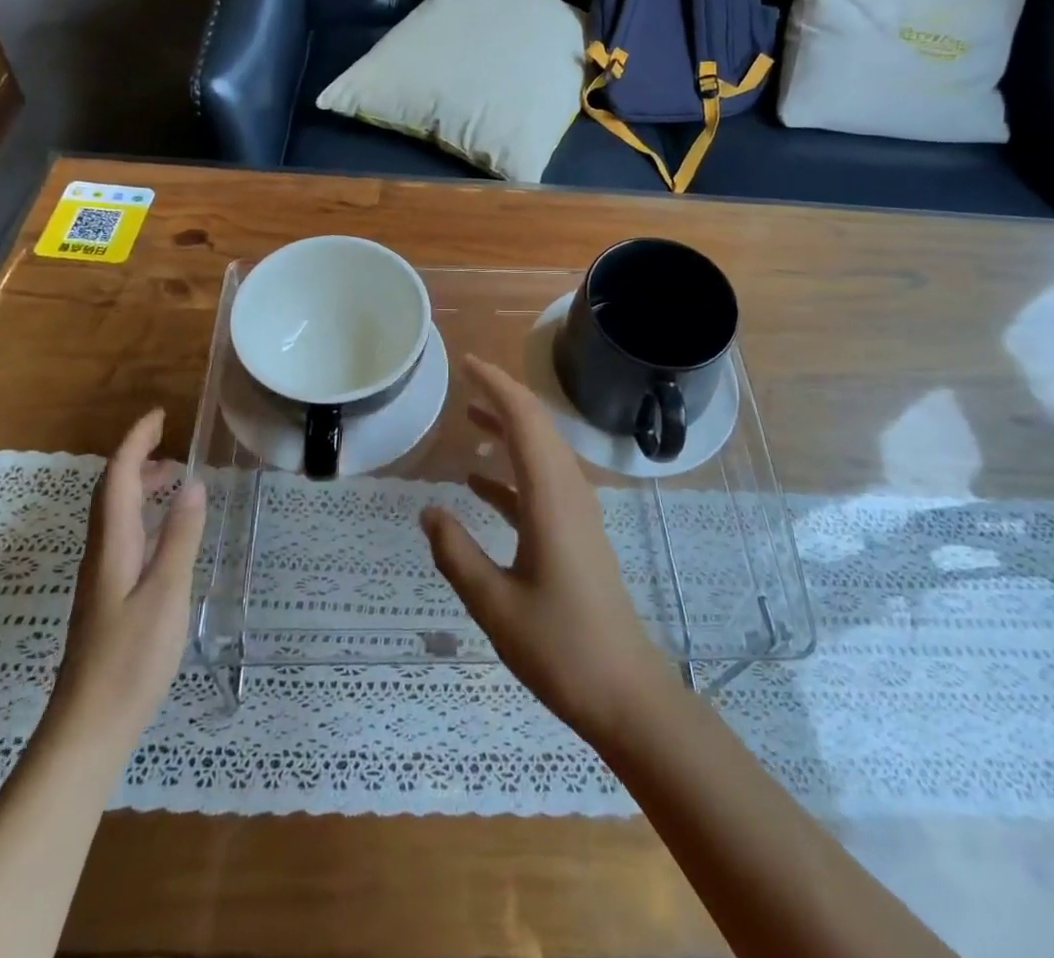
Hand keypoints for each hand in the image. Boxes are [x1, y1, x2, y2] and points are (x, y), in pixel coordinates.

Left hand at [53, 409, 206, 748]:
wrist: (87, 729)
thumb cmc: (130, 660)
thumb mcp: (166, 594)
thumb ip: (180, 538)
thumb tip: (193, 483)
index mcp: (112, 545)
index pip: (119, 478)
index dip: (135, 442)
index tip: (159, 415)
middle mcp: (101, 553)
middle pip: (112, 492)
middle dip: (137, 458)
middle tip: (171, 443)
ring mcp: (101, 577)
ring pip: (116, 515)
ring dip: (140, 487)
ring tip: (174, 480)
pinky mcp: (106, 597)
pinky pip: (123, 536)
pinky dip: (143, 516)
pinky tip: (164, 534)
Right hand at [420, 356, 677, 745]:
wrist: (625, 692)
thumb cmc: (560, 647)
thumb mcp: (494, 604)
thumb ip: (456, 554)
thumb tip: (428, 512)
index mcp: (550, 497)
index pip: (525, 419)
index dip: (497, 384)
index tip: (466, 363)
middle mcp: (568, 492)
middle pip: (536, 426)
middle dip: (502, 395)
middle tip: (464, 379)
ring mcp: (576, 512)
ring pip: (540, 452)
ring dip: (507, 429)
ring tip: (469, 416)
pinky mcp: (576, 532)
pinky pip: (540, 483)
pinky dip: (510, 471)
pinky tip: (478, 482)